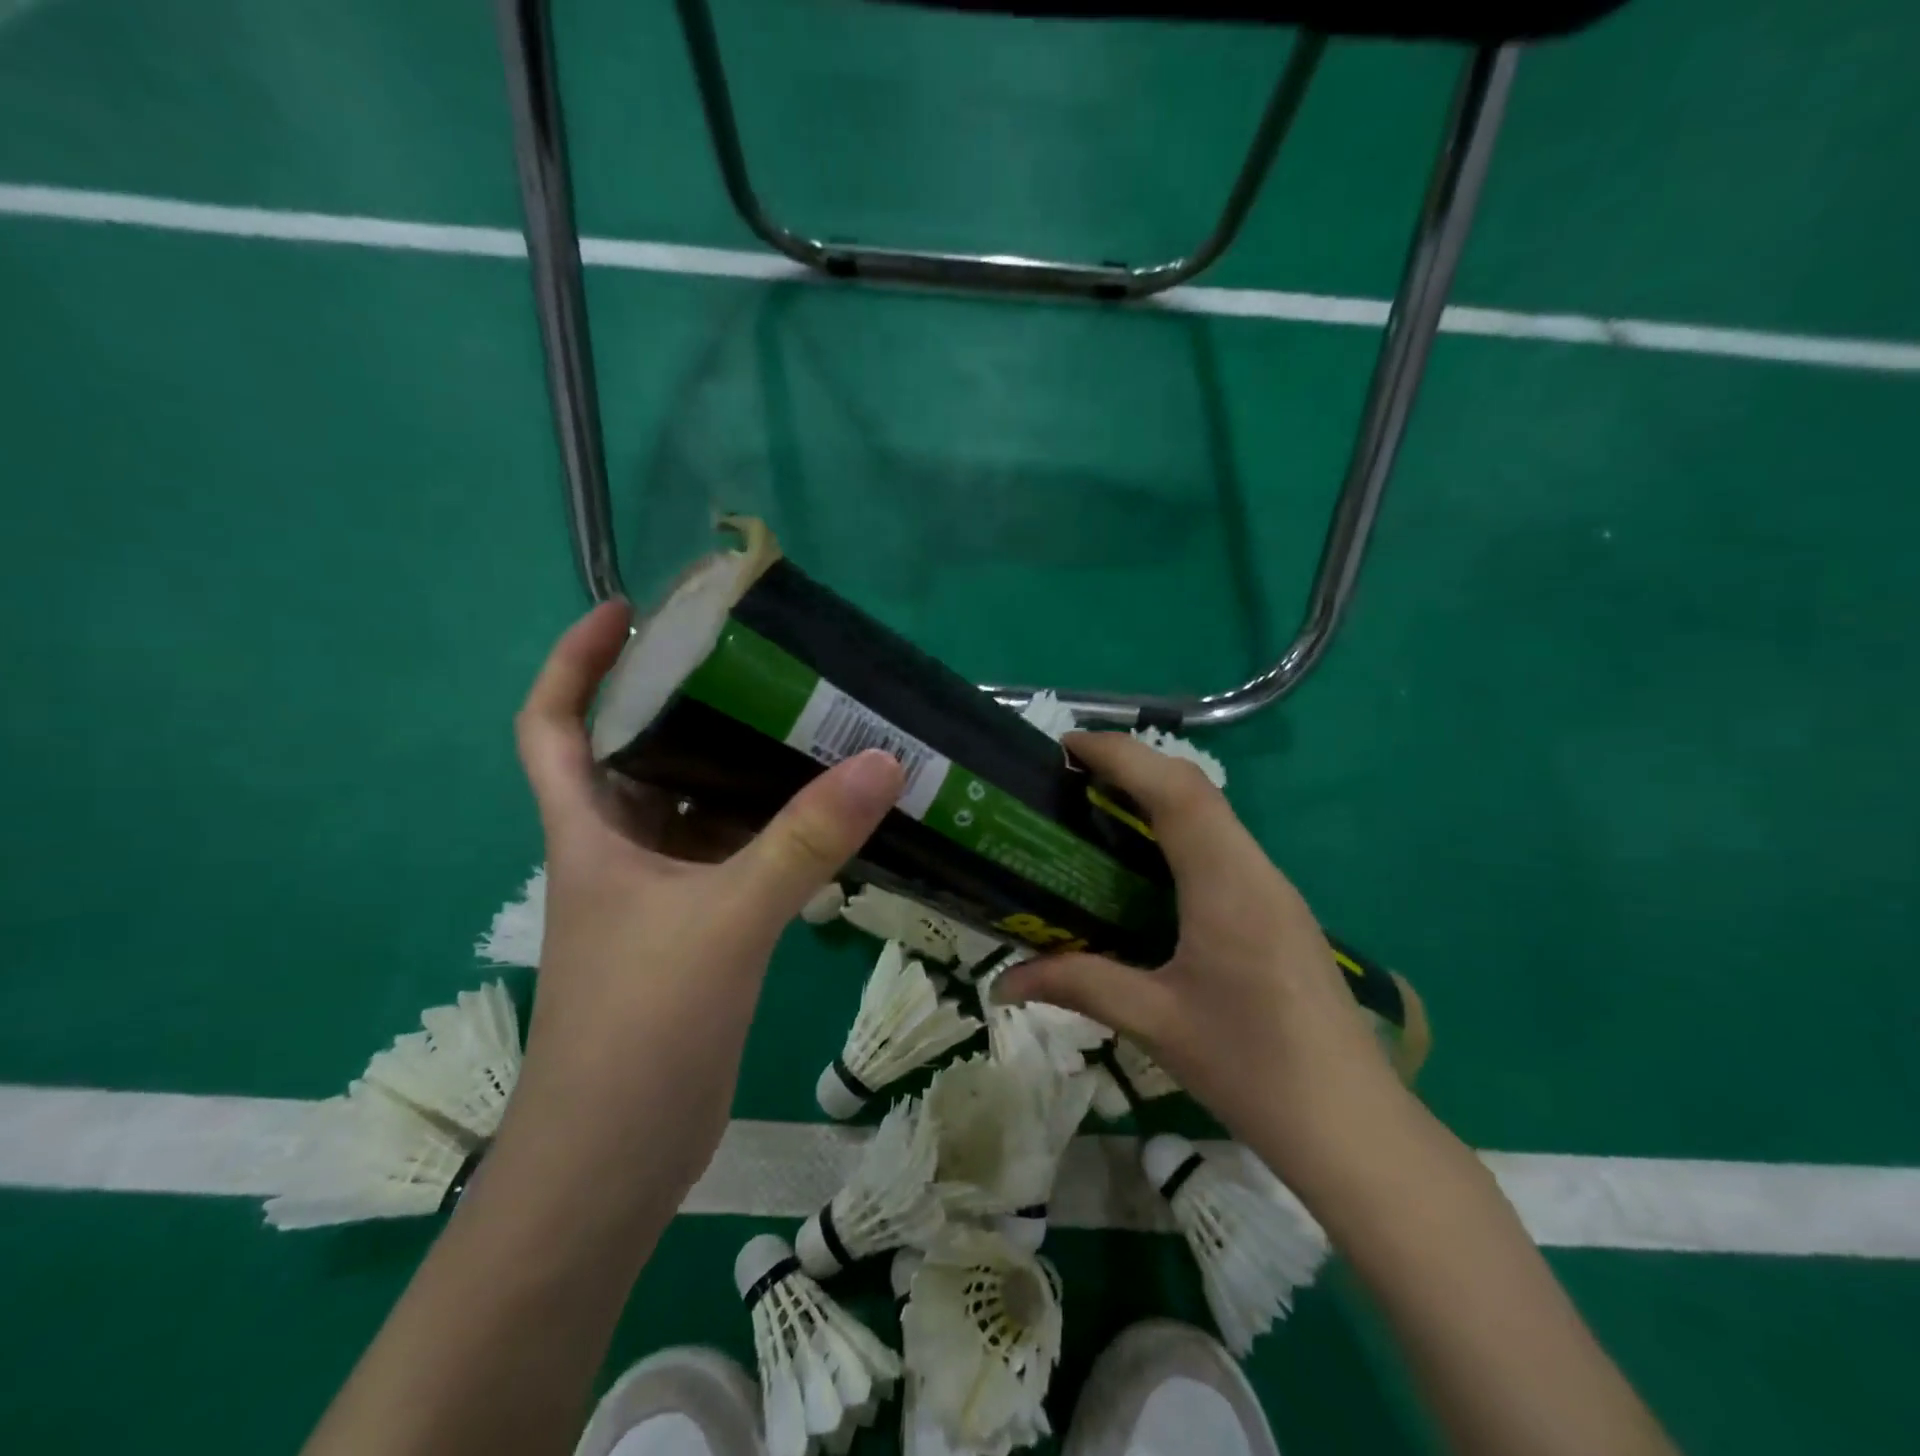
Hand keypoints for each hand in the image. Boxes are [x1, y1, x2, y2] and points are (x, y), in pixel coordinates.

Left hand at [507, 601, 904, 1180]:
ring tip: (807, 723)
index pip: (552, 723)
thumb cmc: (639, 1030)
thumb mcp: (725, 920)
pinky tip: (825, 816)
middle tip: (758, 662)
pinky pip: (734, 856)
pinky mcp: (698, 931)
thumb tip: (882, 761)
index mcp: (590, 830)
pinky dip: (771, 831)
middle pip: (640, 752)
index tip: (627, 611)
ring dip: (742, 769)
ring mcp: (659, 895)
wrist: (614, 1164)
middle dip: (686, 701)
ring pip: (697, 806)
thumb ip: (804, 841)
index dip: (574, 661)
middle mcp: (618, 851)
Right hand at [997, 731, 1411, 1191]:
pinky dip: (1178, 829)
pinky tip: (1146, 865)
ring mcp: (1274, 890)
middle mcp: (1255, 871)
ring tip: (1098, 806)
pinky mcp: (1279, 912)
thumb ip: (1078, 985)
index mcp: (1226, 885)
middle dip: (1134, 764)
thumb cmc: (1253, 1069)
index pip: (1174, 791)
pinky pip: (1223, 846)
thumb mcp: (1155, 1022)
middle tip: (1072, 774)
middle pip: (1195, 789)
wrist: (1354, 1129)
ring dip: (1158, 794)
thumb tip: (1003, 982)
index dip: (1120, 755)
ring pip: (1213, 814)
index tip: (1067, 746)